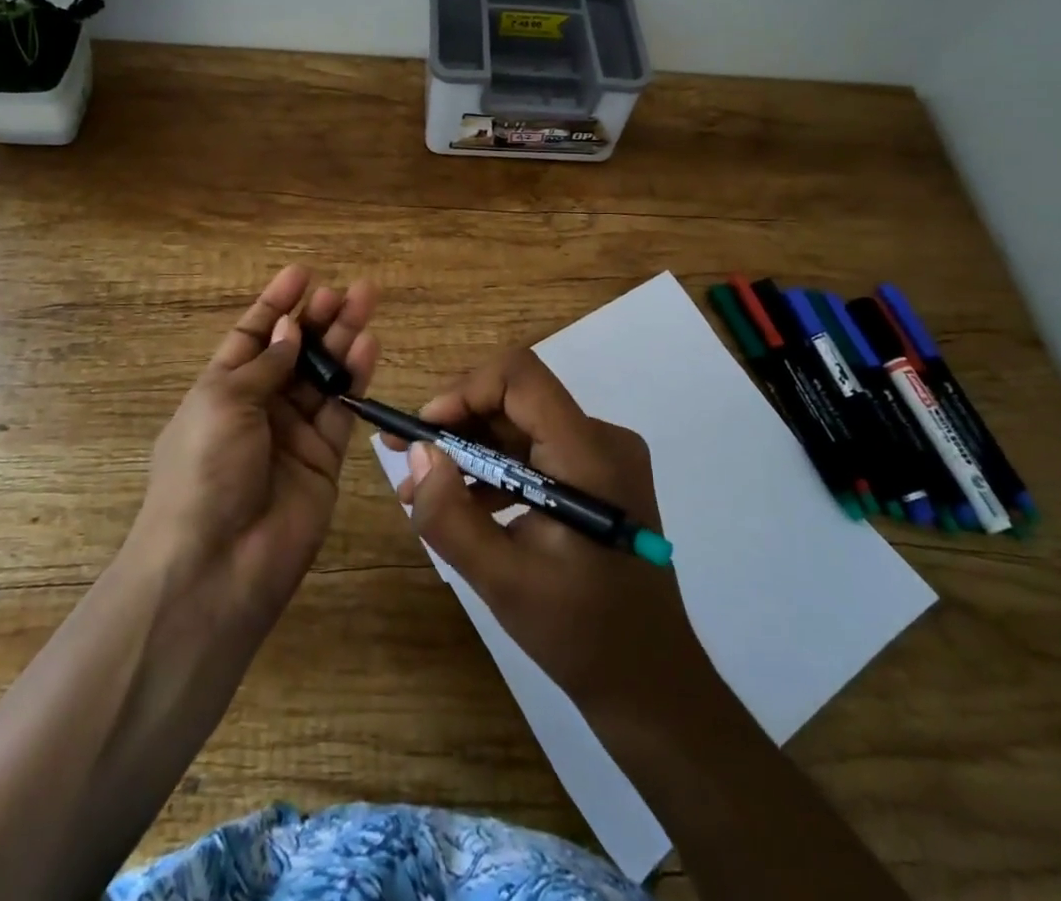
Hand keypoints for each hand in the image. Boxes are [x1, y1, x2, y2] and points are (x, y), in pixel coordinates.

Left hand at [128, 264, 377, 636]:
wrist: (217, 565)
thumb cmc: (204, 470)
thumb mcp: (223, 402)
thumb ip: (265, 364)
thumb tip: (290, 329)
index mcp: (221, 390)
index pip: (252, 335)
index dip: (275, 303)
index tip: (302, 272)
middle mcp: (259, 407)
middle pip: (294, 351)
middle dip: (317, 317)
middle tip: (346, 288)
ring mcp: (293, 433)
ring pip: (324, 374)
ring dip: (343, 338)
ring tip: (365, 301)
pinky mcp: (325, 458)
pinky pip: (343, 408)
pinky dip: (356, 376)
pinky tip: (369, 344)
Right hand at [395, 346, 712, 715]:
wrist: (652, 683)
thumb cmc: (580, 635)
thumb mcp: (502, 581)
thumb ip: (451, 515)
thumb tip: (419, 454)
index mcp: (587, 454)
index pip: (520, 376)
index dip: (464, 390)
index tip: (424, 431)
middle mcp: (602, 439)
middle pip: (517, 398)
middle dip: (457, 422)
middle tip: (409, 456)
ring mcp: (603, 457)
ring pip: (522, 424)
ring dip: (471, 448)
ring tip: (423, 488)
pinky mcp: (598, 477)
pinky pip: (537, 450)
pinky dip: (496, 467)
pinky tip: (463, 503)